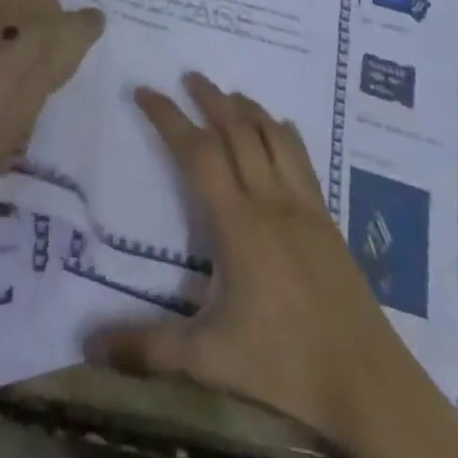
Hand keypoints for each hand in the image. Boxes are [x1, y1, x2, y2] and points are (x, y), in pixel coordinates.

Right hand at [89, 75, 457, 457]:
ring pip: (273, 136)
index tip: (145, 91)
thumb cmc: (285, 367)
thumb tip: (90, 344)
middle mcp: (270, 200)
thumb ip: (150, 349)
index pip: (197, 153)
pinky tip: (280, 128)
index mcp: (238, 224)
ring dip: (248, 108)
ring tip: (227, 94)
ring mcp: (303, 205)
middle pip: (238, 130)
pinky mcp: (326, 217)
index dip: (168, 117)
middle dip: (210, 98)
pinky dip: (284, 133)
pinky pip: (302, 158)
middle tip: (188, 76)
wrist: (367, 381)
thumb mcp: (210, 361)